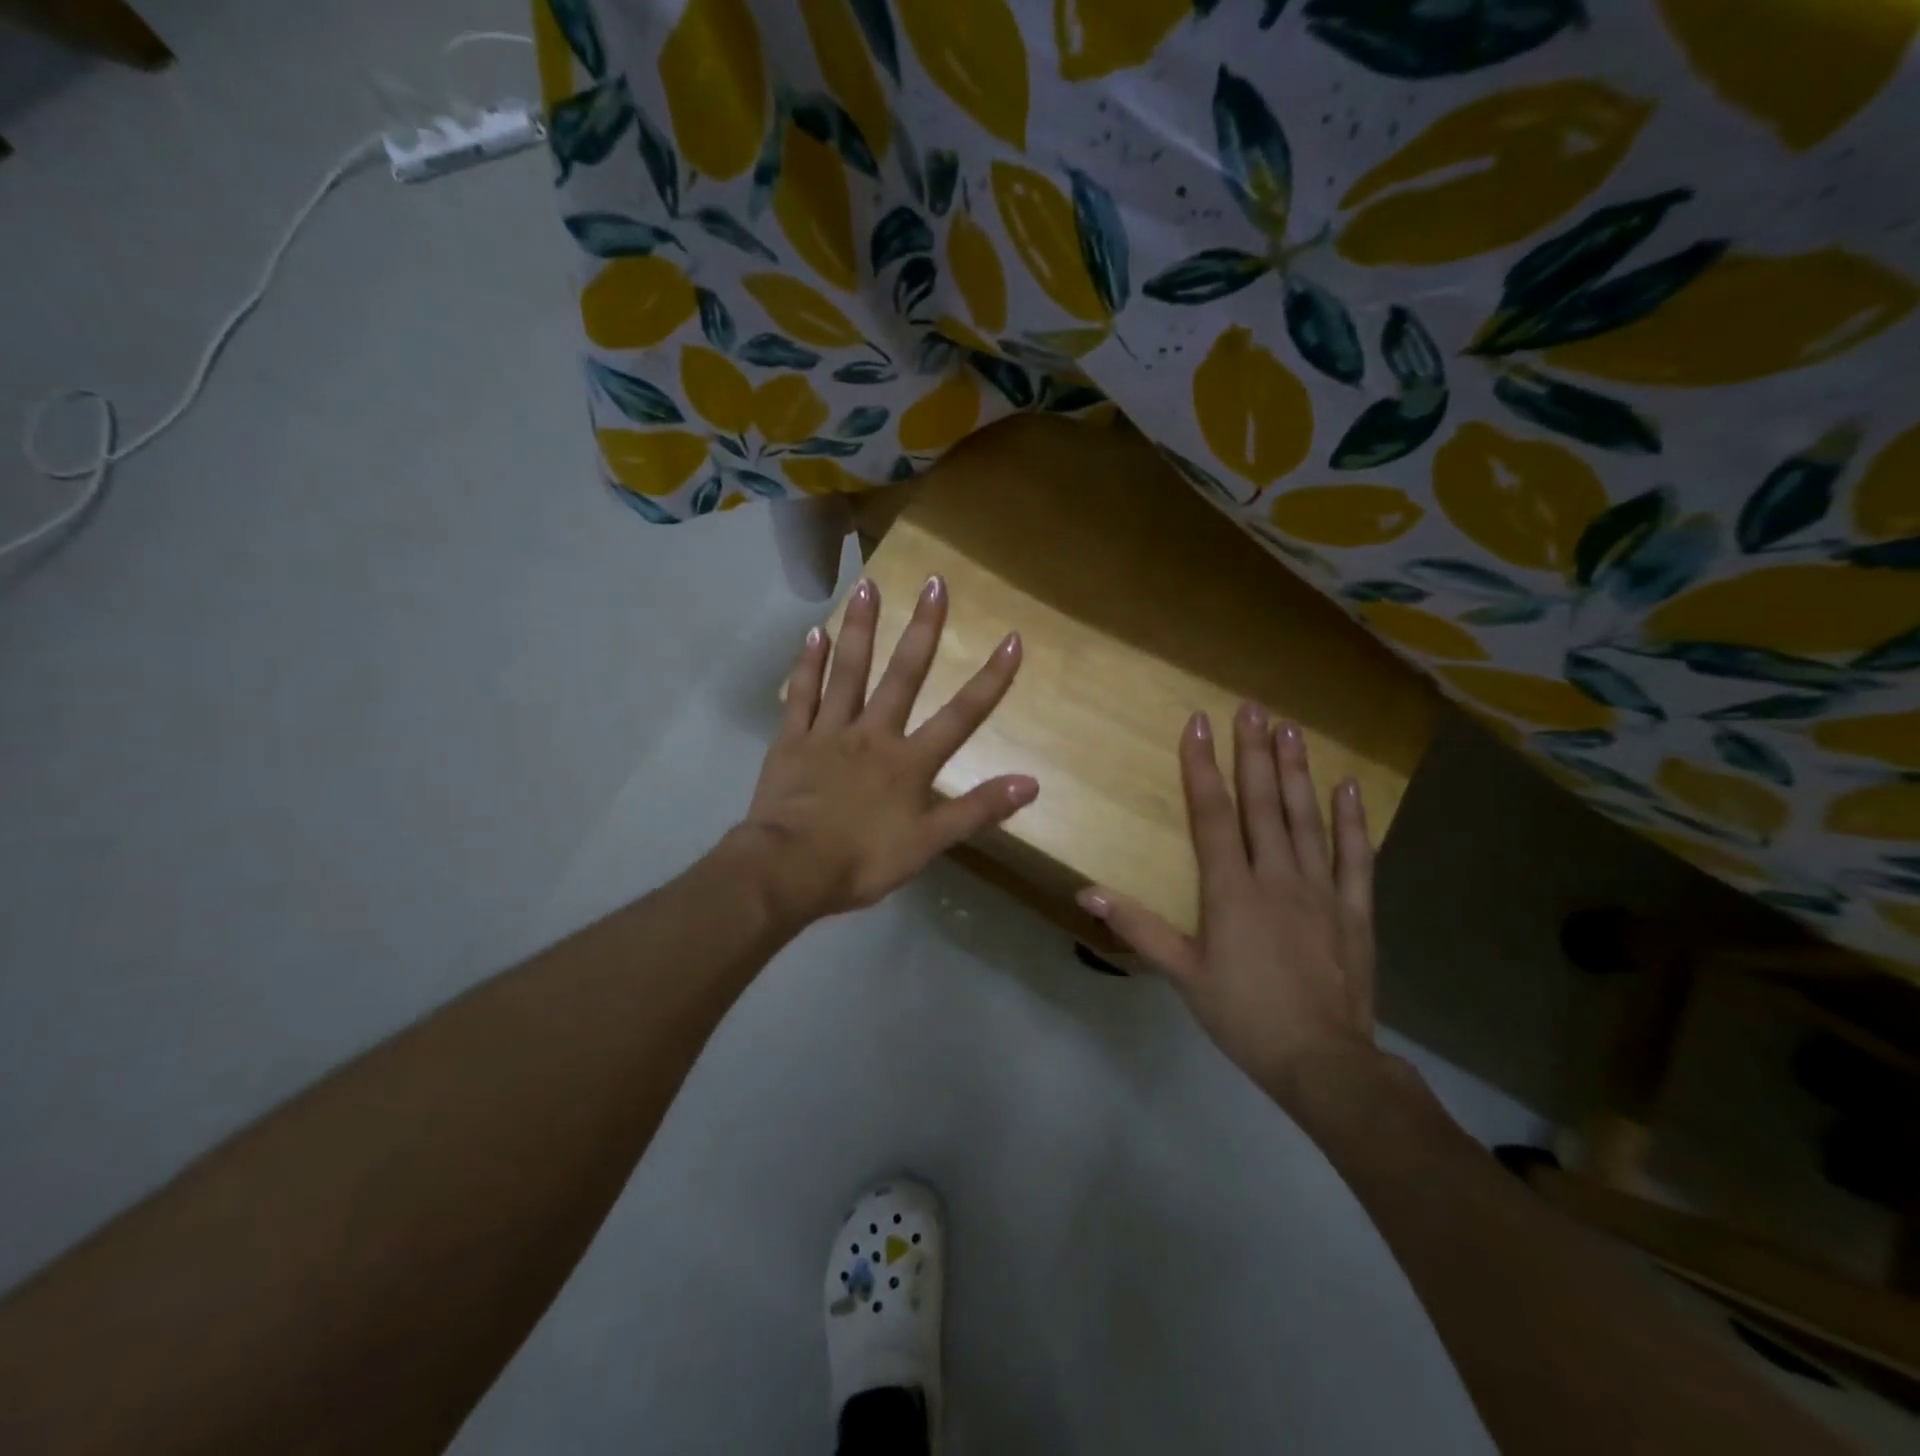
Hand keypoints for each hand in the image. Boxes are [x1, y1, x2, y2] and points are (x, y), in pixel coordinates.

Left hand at [732, 574, 1036, 924]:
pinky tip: (815, 633)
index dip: (990, 679)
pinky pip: (801, 695)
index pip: (961, 715)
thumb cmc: (861, 860)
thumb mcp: (928, 844)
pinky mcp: (792, 740)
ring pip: (848, 671)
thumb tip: (1032, 782)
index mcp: (909, 761)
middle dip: (923, 629)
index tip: (1013, 640)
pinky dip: (808, 664)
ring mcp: (829, 732)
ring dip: (861, 628)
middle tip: (934, 582)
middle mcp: (873, 734)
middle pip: (904, 675)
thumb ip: (977, 810)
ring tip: (868, 585)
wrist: (788, 869)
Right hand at [1078, 704, 1379, 1103]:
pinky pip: (1355, 858)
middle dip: (1254, 753)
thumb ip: (1137, 927)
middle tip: (1253, 708)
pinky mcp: (1353, 910)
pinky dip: (1352, 822)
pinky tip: (1348, 788)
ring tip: (1292, 730)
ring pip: (1306, 820)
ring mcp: (1320, 890)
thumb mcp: (1182, 974)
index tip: (1199, 725)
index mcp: (1231, 890)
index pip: (1212, 815)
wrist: (1322, 1061)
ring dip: (1298, 772)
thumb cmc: (1243, 1015)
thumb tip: (1085, 894)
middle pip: (1263, 804)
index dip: (1203, 767)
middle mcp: (1276, 877)